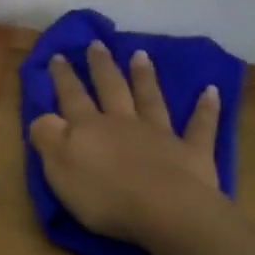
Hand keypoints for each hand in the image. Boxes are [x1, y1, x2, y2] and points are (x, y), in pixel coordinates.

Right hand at [28, 40, 226, 247]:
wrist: (166, 211)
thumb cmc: (106, 196)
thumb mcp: (60, 170)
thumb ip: (48, 139)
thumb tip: (42, 116)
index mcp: (90, 129)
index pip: (72, 97)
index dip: (64, 78)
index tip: (58, 55)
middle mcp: (124, 123)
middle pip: (111, 89)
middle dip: (102, 66)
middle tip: (97, 44)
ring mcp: (160, 135)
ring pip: (150, 99)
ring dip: (145, 77)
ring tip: (141, 54)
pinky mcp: (192, 152)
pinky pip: (200, 126)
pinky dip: (206, 108)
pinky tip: (212, 91)